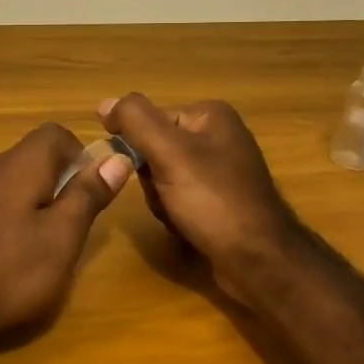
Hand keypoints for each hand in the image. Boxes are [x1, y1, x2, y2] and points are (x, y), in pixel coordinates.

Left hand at [0, 123, 133, 349]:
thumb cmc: (8, 271)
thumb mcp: (61, 237)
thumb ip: (88, 195)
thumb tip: (116, 157)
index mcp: (19, 163)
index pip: (56, 134)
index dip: (81, 155)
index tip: (92, 191)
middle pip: (34, 158)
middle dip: (59, 184)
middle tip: (72, 226)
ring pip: (14, 182)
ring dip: (35, 203)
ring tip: (44, 245)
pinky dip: (11, 218)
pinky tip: (11, 255)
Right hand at [99, 94, 302, 299]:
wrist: (258, 260)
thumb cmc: (213, 200)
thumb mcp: (168, 152)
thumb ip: (134, 121)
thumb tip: (105, 103)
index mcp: (211, 115)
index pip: (149, 121)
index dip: (138, 149)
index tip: (145, 173)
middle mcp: (219, 136)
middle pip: (155, 149)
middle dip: (152, 179)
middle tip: (166, 198)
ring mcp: (223, 170)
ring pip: (163, 176)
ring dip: (161, 199)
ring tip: (178, 217)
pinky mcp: (222, 200)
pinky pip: (180, 197)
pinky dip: (175, 213)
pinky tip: (186, 227)